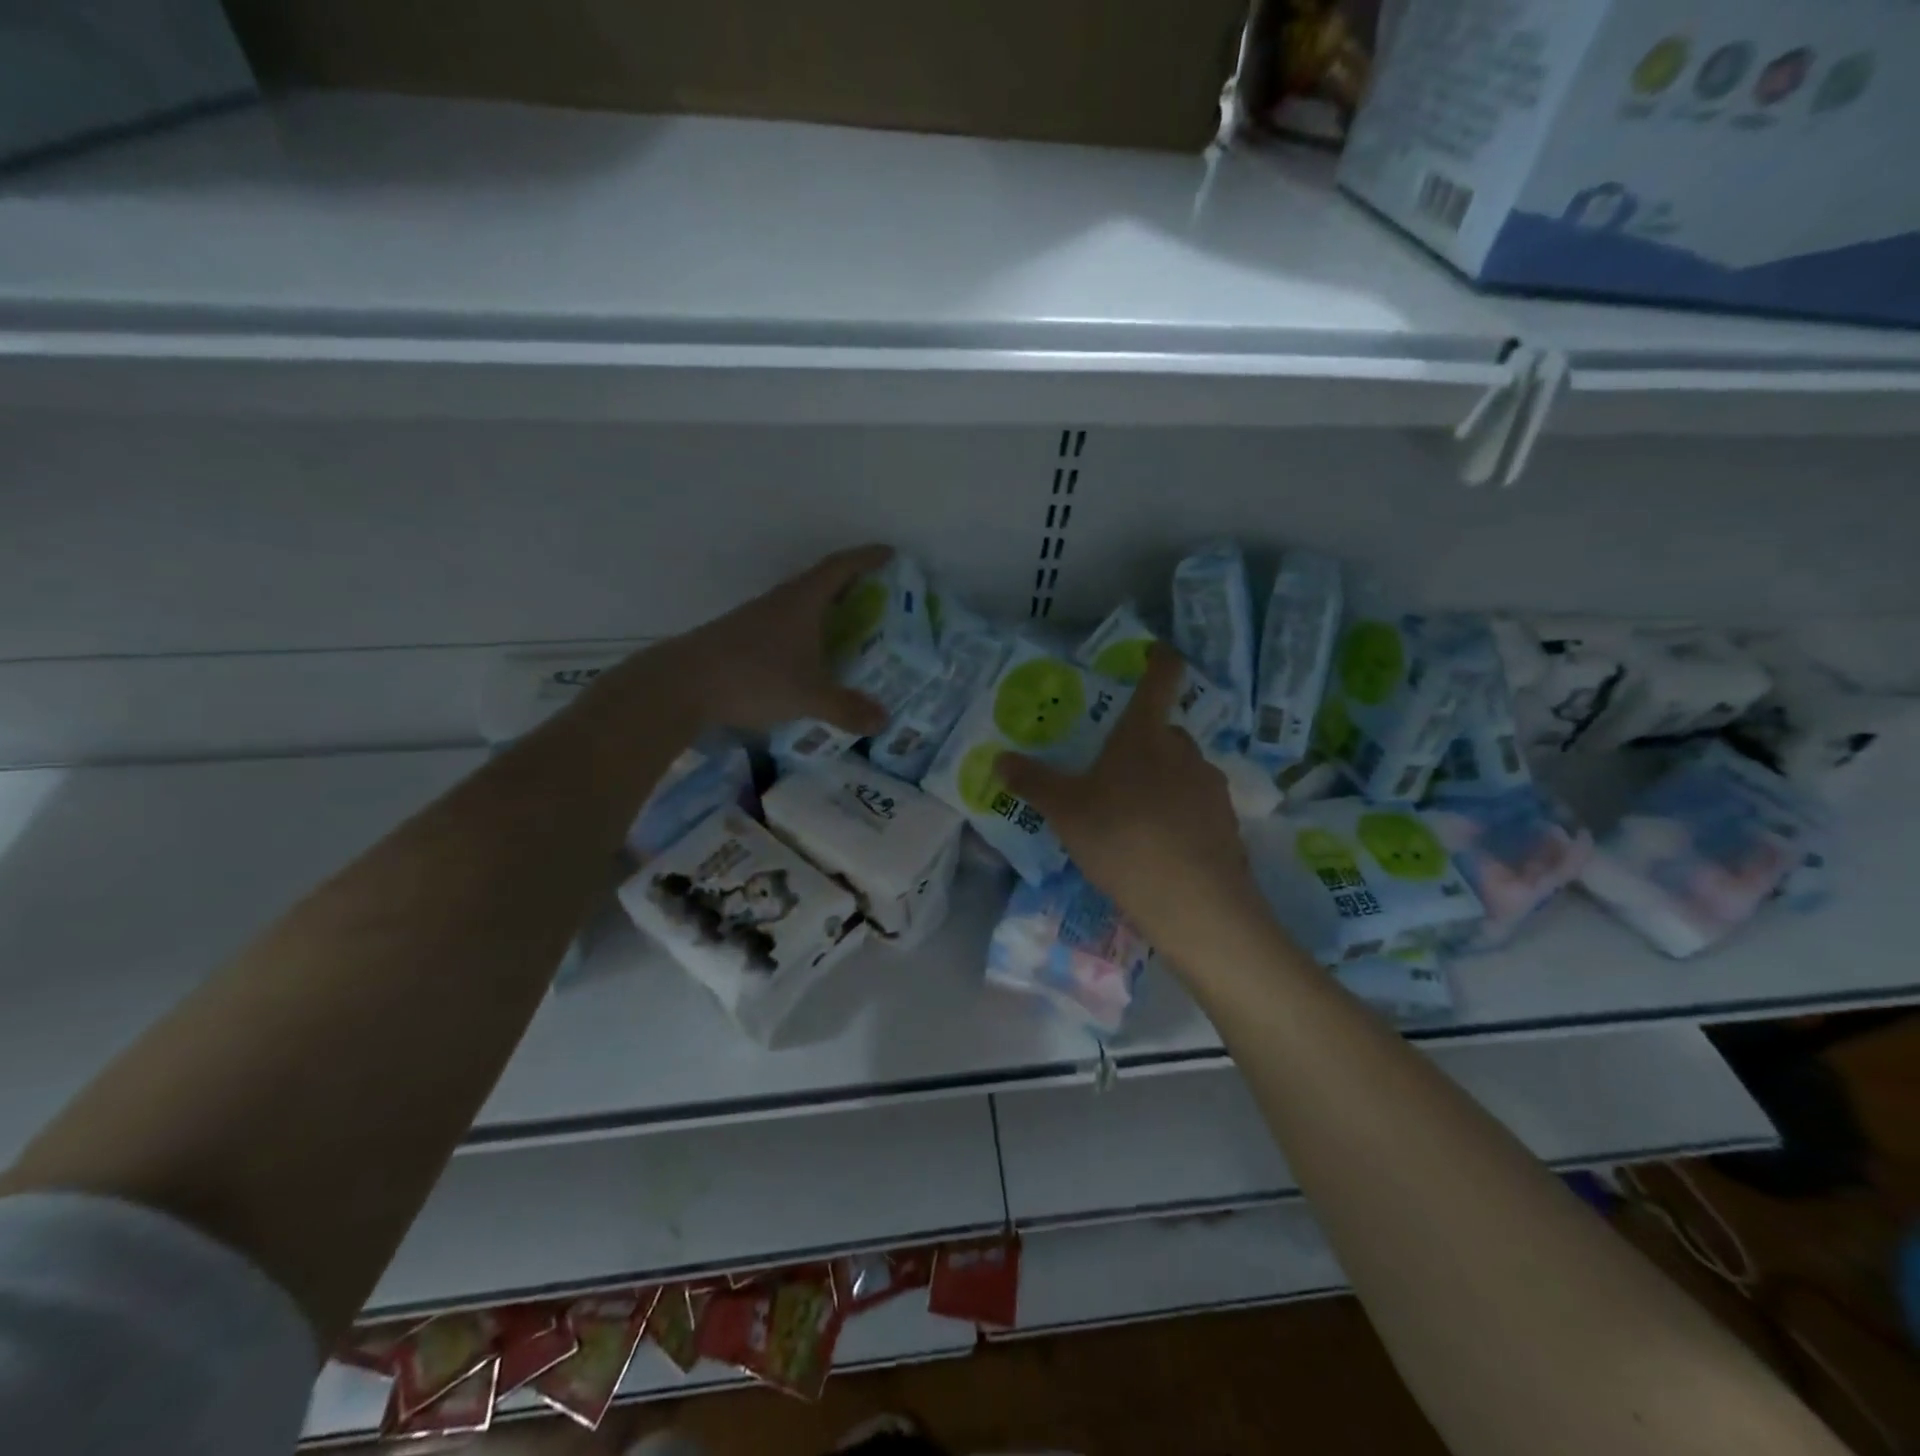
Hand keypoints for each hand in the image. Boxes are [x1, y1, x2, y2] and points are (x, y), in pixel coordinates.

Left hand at [608, 546, 896, 734]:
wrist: (681, 686)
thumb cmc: (753, 678)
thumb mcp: (808, 696)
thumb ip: (847, 708)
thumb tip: (884, 720)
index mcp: (802, 601)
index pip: (840, 568)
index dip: (867, 558)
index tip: (890, 554)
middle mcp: (780, 602)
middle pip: (821, 584)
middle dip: (852, 588)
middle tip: (879, 600)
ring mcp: (756, 619)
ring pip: (800, 607)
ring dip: (825, 613)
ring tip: (850, 632)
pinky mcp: (740, 639)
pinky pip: (784, 628)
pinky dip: (805, 635)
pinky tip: (810, 659)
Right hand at [995, 645, 1270, 959]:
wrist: (1190, 899)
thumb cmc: (1120, 837)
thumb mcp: (1065, 811)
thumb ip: (1033, 782)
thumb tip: (999, 758)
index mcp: (1143, 736)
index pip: (1160, 680)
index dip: (1160, 660)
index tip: (1158, 652)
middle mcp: (1183, 751)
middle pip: (1165, 731)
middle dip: (1144, 742)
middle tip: (1115, 770)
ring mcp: (1210, 786)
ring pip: (1182, 771)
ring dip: (1163, 781)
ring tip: (1136, 816)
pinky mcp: (1227, 822)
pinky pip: (1198, 806)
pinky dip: (1182, 814)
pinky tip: (1163, 845)